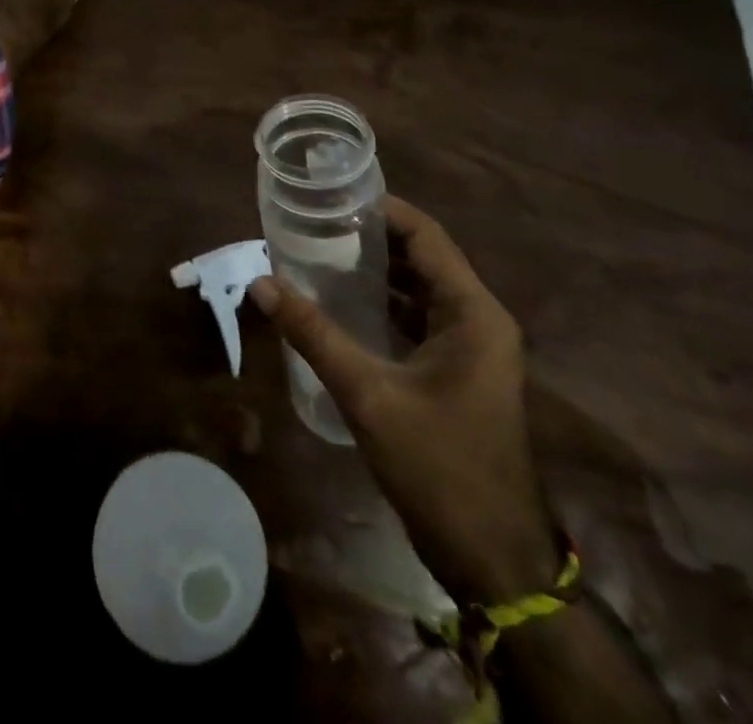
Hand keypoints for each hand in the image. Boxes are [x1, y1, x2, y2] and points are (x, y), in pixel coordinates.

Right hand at [249, 197, 557, 606]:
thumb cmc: (439, 466)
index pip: (426, 235)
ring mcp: (470, 348)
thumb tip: (261, 283)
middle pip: (421, 257)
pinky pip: (414, 318)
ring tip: (315, 250)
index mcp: (473, 313)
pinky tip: (336, 302)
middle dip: (368, 237)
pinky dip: (379, 303)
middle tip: (312, 221)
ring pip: (416, 288)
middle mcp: (478, 319)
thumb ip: (314, 334)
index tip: (330, 194)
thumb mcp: (368, 394)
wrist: (491, 558)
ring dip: (371, 270)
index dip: (381, 209)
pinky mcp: (456, 371)